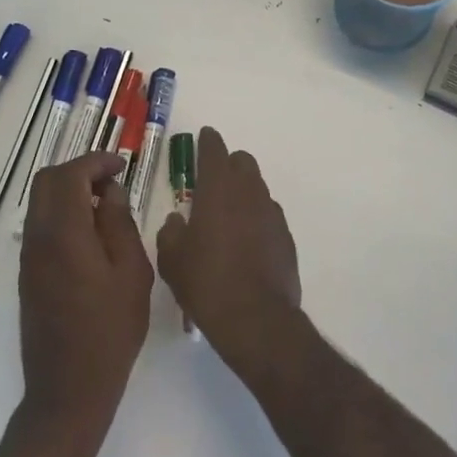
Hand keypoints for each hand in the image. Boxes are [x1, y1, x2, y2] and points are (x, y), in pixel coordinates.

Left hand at [19, 153, 153, 433]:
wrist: (68, 392)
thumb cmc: (109, 332)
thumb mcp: (131, 273)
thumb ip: (120, 224)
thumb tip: (111, 192)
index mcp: (64, 234)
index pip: (70, 175)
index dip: (95, 161)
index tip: (121, 164)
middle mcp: (38, 239)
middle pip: (47, 181)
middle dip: (79, 170)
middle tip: (112, 181)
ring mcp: (29, 259)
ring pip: (41, 203)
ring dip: (69, 191)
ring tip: (106, 206)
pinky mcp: (28, 276)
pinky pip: (41, 226)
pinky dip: (63, 213)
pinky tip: (91, 234)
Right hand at [155, 127, 301, 379]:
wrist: (255, 319)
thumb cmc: (206, 282)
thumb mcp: (172, 259)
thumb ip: (171, 231)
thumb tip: (178, 220)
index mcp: (218, 189)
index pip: (215, 149)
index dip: (208, 141)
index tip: (204, 136)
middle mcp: (248, 192)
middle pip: (242, 162)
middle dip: (229, 164)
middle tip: (212, 184)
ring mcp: (271, 213)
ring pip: (258, 187)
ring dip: (243, 192)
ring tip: (227, 217)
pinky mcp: (286, 237)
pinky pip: (268, 215)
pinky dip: (257, 219)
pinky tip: (246, 242)